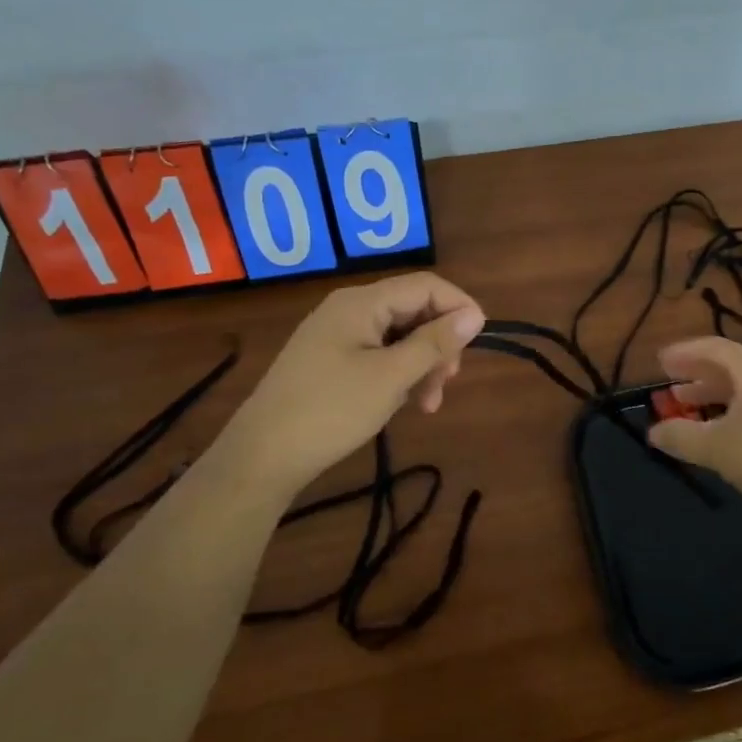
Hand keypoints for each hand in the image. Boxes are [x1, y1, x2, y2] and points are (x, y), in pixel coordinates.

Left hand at [228, 272, 485, 496]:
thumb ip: (435, 343)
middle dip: (438, 344)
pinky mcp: (330, 361)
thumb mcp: (391, 377)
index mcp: (362, 302)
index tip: (479, 342)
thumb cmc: (331, 410)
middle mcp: (349, 309)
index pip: (425, 285)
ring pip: (398, 336)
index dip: (458, 307)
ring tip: (427, 405)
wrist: (262, 456)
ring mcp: (336, 335)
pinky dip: (398, 374)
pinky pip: (378, 354)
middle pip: (413, 310)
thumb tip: (475, 315)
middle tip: (448, 383)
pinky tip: (404, 403)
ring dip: (421, 364)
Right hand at [647, 337, 741, 518]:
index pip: (715, 348)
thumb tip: (654, 432)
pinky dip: (733, 411)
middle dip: (698, 373)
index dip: (685, 353)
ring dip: (714, 394)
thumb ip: (682, 437)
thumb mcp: (719, 448)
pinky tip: (725, 433)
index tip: (660, 361)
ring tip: (690, 405)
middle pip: (730, 366)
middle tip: (670, 381)